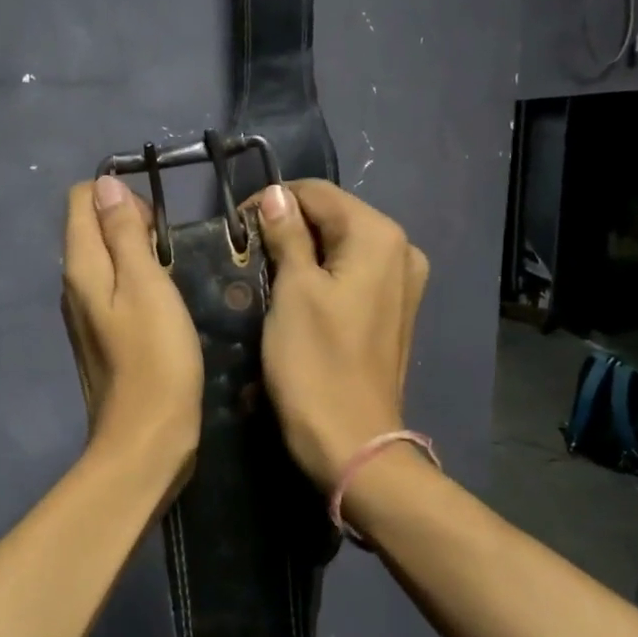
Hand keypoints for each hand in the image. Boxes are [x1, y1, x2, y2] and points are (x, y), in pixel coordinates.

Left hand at [62, 176, 203, 478]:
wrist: (146, 438)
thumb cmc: (156, 358)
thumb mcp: (146, 285)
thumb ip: (124, 233)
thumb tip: (105, 185)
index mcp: (80, 268)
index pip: (81, 200)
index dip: (119, 197)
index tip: (157, 224)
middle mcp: (73, 287)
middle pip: (91, 229)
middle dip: (130, 225)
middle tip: (170, 252)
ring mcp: (84, 316)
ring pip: (105, 262)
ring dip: (137, 256)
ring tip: (172, 276)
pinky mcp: (102, 339)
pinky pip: (114, 293)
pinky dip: (137, 286)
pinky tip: (164, 307)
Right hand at [252, 180, 429, 490]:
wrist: (351, 442)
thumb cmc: (315, 364)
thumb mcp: (293, 292)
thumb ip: (286, 235)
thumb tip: (275, 195)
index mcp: (379, 236)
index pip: (317, 194)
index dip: (272, 203)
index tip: (234, 227)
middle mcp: (401, 250)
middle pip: (333, 218)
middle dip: (288, 229)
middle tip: (246, 254)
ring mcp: (402, 283)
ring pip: (341, 248)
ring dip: (302, 254)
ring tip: (264, 275)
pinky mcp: (393, 311)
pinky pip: (352, 276)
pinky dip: (322, 277)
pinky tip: (295, 297)